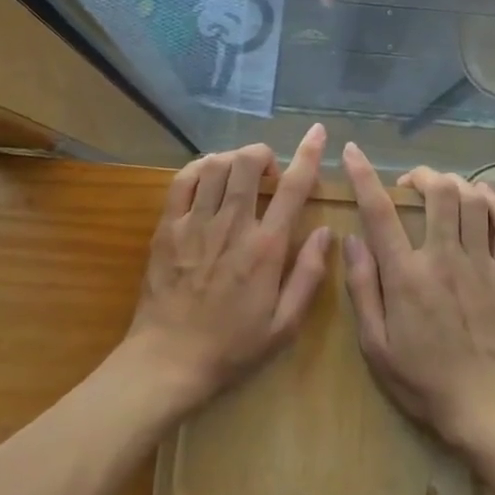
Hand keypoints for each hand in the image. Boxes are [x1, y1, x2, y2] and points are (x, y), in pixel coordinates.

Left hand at [125, 125, 332, 413]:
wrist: (168, 362)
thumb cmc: (232, 348)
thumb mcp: (284, 326)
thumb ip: (309, 275)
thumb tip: (326, 232)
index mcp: (266, 248)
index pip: (292, 188)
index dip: (308, 154)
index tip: (317, 133)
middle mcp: (232, 226)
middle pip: (249, 163)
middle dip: (264, 155)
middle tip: (268, 175)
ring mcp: (196, 223)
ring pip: (217, 165)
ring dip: (235, 159)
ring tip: (240, 176)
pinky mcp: (168, 227)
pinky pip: (184, 180)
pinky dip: (200, 167)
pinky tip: (209, 176)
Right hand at [341, 143, 494, 449]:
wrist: (486, 408)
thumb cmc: (423, 381)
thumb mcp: (375, 346)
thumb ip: (362, 289)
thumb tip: (351, 240)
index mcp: (406, 276)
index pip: (380, 212)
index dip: (363, 176)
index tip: (353, 152)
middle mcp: (444, 258)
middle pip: (438, 192)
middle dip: (422, 175)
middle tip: (411, 183)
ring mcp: (481, 264)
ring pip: (473, 200)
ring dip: (456, 184)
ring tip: (443, 190)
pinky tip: (483, 199)